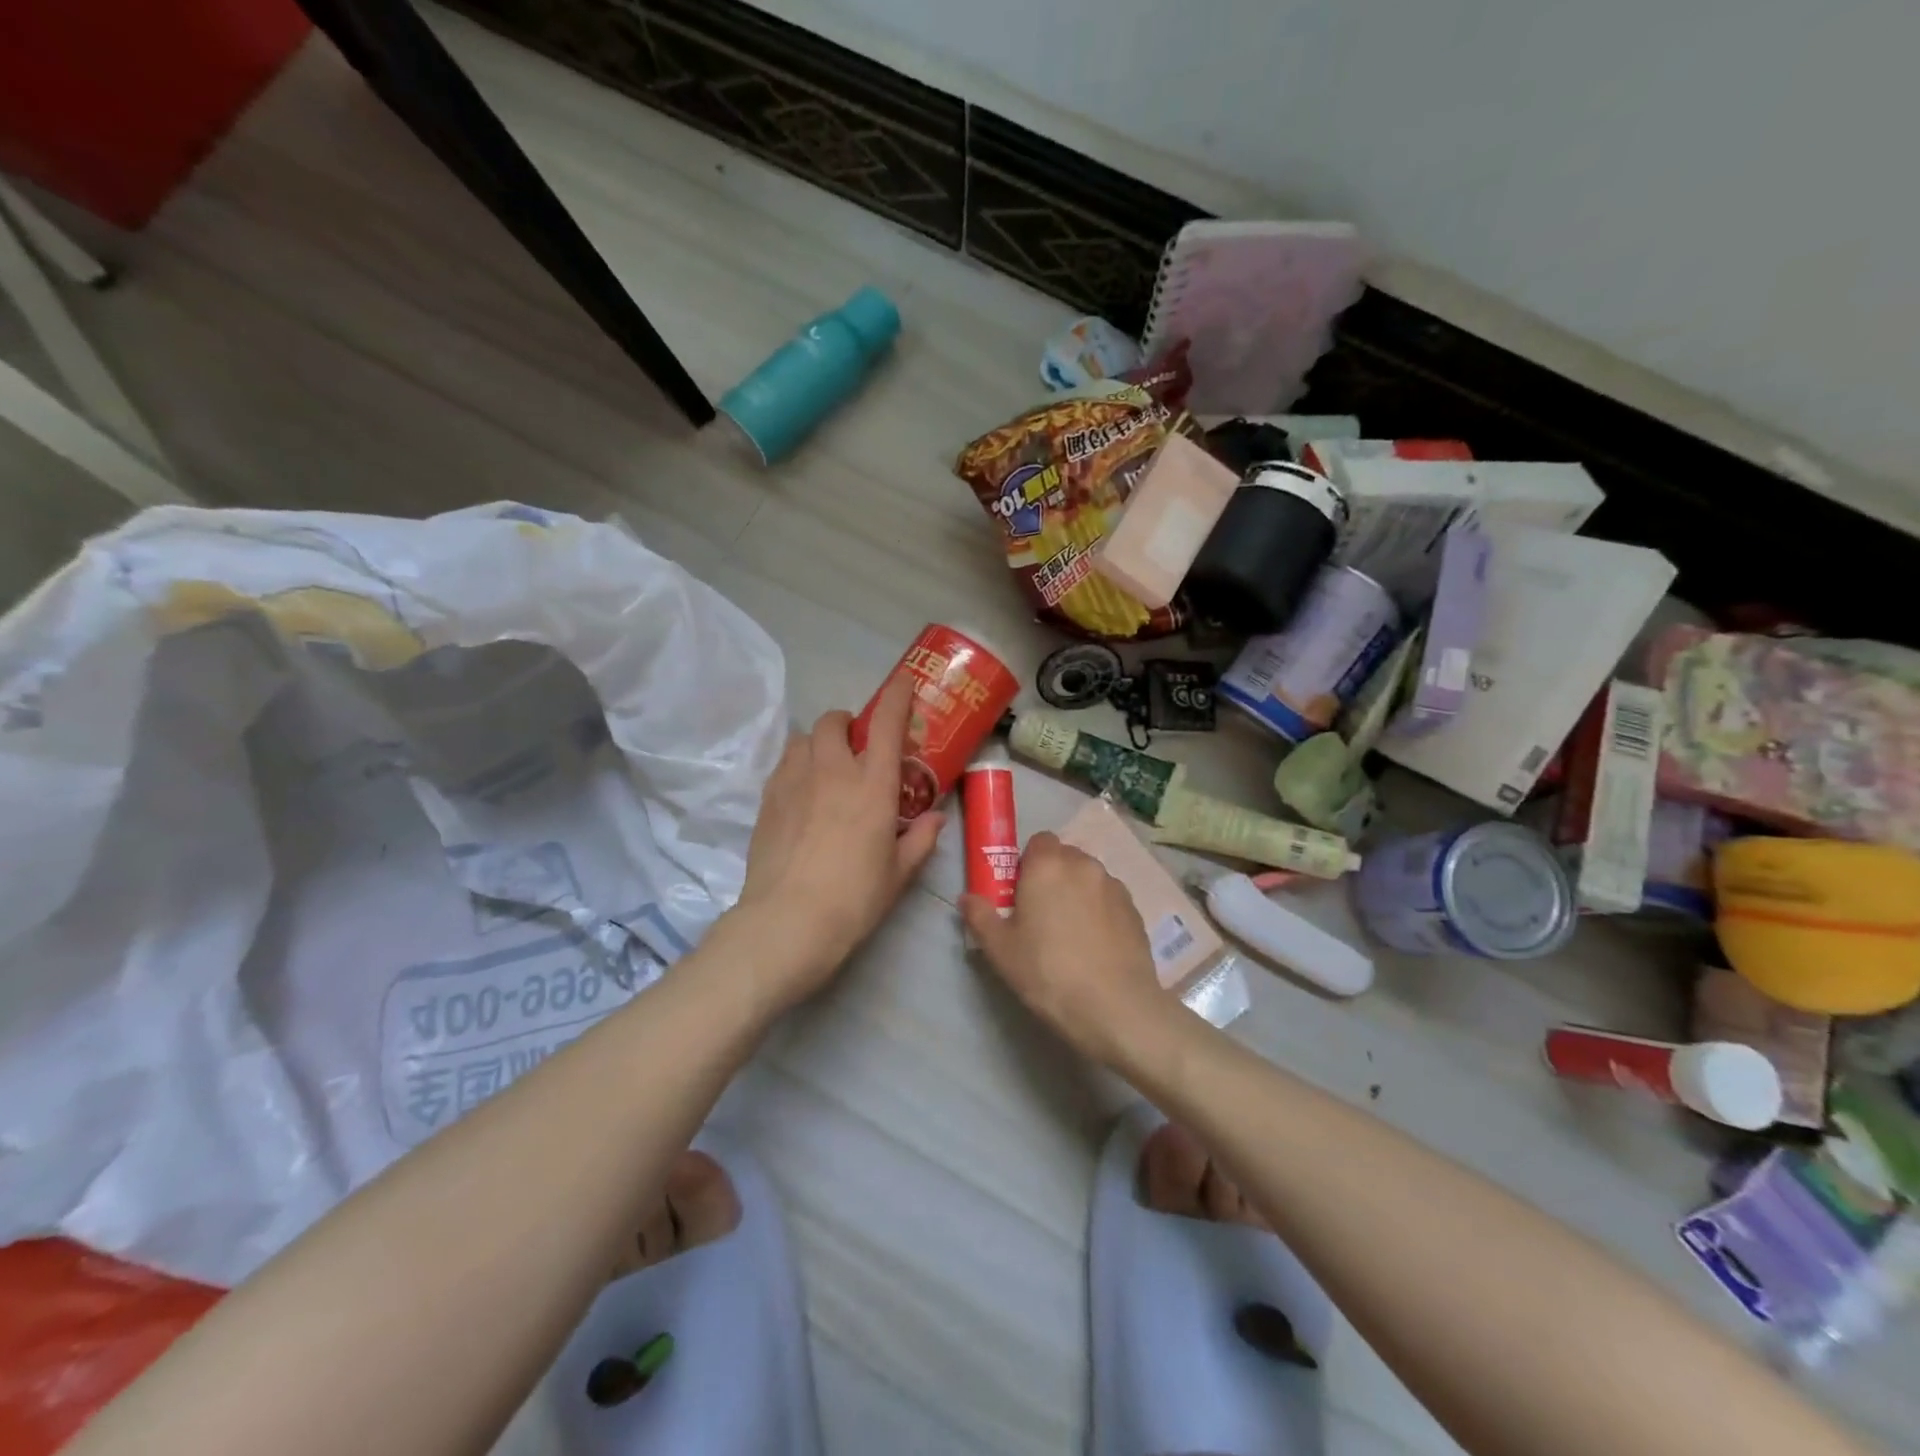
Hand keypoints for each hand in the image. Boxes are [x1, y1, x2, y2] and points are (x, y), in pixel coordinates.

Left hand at [732, 675, 944, 1008]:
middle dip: (847, 723)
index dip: (897, 696)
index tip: (903, 681)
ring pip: (803, 738)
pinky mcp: (767, 799)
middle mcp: (833, 770)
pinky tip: (802, 794)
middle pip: (834, 721)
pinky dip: (796, 765)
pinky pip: (783, 765)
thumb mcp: (899, 873)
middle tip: (856, 745)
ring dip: (817, 742)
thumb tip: (935, 819)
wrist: (788, 921)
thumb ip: (920, 840)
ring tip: (825, 766)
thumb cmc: (855, 898)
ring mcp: (794, 781)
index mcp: (873, 785)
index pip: (888, 724)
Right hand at [960, 831, 1170, 1063]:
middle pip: (1065, 857)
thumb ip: (980, 916)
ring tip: (1071, 932)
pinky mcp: (1135, 910)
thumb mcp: (1001, 949)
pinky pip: (1109, 899)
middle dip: (1052, 875)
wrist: (1114, 1007)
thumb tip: (966, 898)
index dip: (1028, 862)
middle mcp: (1084, 865)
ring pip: (1089, 878)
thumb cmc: (1048, 972)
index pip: (1039, 841)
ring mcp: (1114, 886)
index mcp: (1048, 865)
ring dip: (1078, 892)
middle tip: (1041, 914)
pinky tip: (1095, 946)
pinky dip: (1100, 911)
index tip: (1021, 892)